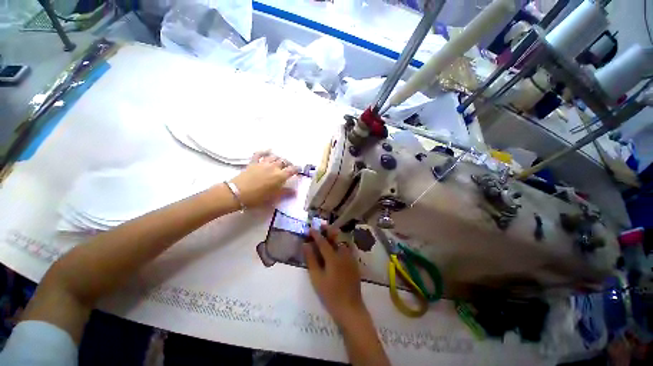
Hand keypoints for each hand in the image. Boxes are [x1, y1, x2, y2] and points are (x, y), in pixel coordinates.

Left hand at [230, 151, 299, 207]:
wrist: (237, 193)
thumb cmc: (258, 197)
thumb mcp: (274, 198)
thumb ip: (286, 193)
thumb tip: (295, 192)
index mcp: (280, 176)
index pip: (292, 169)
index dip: (297, 169)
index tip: (299, 170)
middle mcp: (273, 167)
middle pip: (284, 161)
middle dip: (288, 163)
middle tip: (289, 167)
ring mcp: (263, 163)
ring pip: (274, 157)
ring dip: (279, 158)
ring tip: (280, 162)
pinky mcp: (253, 162)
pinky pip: (259, 154)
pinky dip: (265, 151)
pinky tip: (268, 151)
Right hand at [304, 225, 365, 324]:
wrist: (350, 307)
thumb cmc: (330, 294)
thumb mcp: (317, 278)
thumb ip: (311, 260)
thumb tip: (305, 245)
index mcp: (333, 258)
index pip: (323, 242)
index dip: (316, 234)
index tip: (311, 228)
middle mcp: (343, 254)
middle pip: (336, 238)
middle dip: (329, 230)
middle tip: (322, 225)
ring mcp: (350, 258)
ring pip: (343, 242)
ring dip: (335, 236)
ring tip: (329, 232)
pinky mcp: (355, 263)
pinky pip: (348, 248)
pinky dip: (342, 243)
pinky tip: (339, 245)